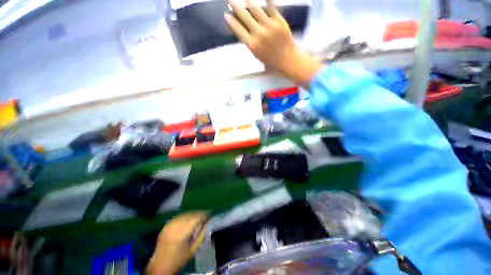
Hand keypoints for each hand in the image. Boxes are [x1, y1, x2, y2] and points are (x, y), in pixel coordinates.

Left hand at [146, 212, 207, 274]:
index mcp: (182, 233)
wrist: (159, 266)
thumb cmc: (179, 259)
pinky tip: (188, 218)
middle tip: (206, 215)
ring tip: (198, 216)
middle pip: (190, 214)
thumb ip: (202, 235)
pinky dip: (185, 216)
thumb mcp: (193, 249)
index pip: (196, 218)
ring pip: (184, 214)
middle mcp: (175, 226)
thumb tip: (207, 223)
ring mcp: (169, 225)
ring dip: (192, 214)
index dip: (204, 215)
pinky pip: (178, 217)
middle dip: (199, 213)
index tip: (210, 214)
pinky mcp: (165, 225)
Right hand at [225, 0, 322, 86]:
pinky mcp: (278, 20)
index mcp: (252, 44)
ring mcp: (268, 25)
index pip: (238, 30)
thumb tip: (244, 31)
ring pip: (255, 9)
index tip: (226, 15)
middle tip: (231, 1)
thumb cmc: (271, 60)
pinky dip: (267, 0)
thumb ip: (250, 43)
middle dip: (236, 7)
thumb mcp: (257, 55)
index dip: (231, 22)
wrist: (287, 58)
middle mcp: (258, 33)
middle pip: (244, 16)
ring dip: (248, 1)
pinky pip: (271, 6)